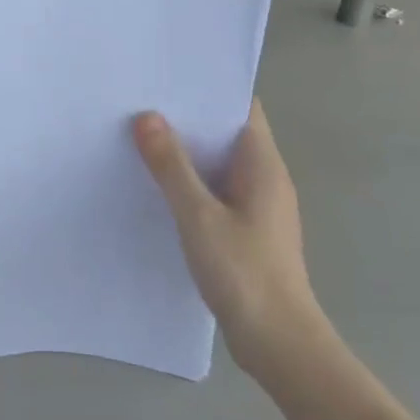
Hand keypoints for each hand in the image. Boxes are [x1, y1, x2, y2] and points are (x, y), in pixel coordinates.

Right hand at [133, 103, 328, 379]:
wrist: (278, 342)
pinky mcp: (247, 231)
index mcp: (263, 164)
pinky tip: (157, 188)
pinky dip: (191, 183)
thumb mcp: (198, 216)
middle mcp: (265, 178)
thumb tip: (147, 117)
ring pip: (219, 165)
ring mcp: (257, 206)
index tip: (169, 76)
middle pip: (227, 133)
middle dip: (189, 119)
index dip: (210, 88)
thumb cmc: (243, 272)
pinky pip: (216, 192)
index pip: (242, 107)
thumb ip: (172, 166)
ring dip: (187, 153)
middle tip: (142, 103)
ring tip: (141, 138)